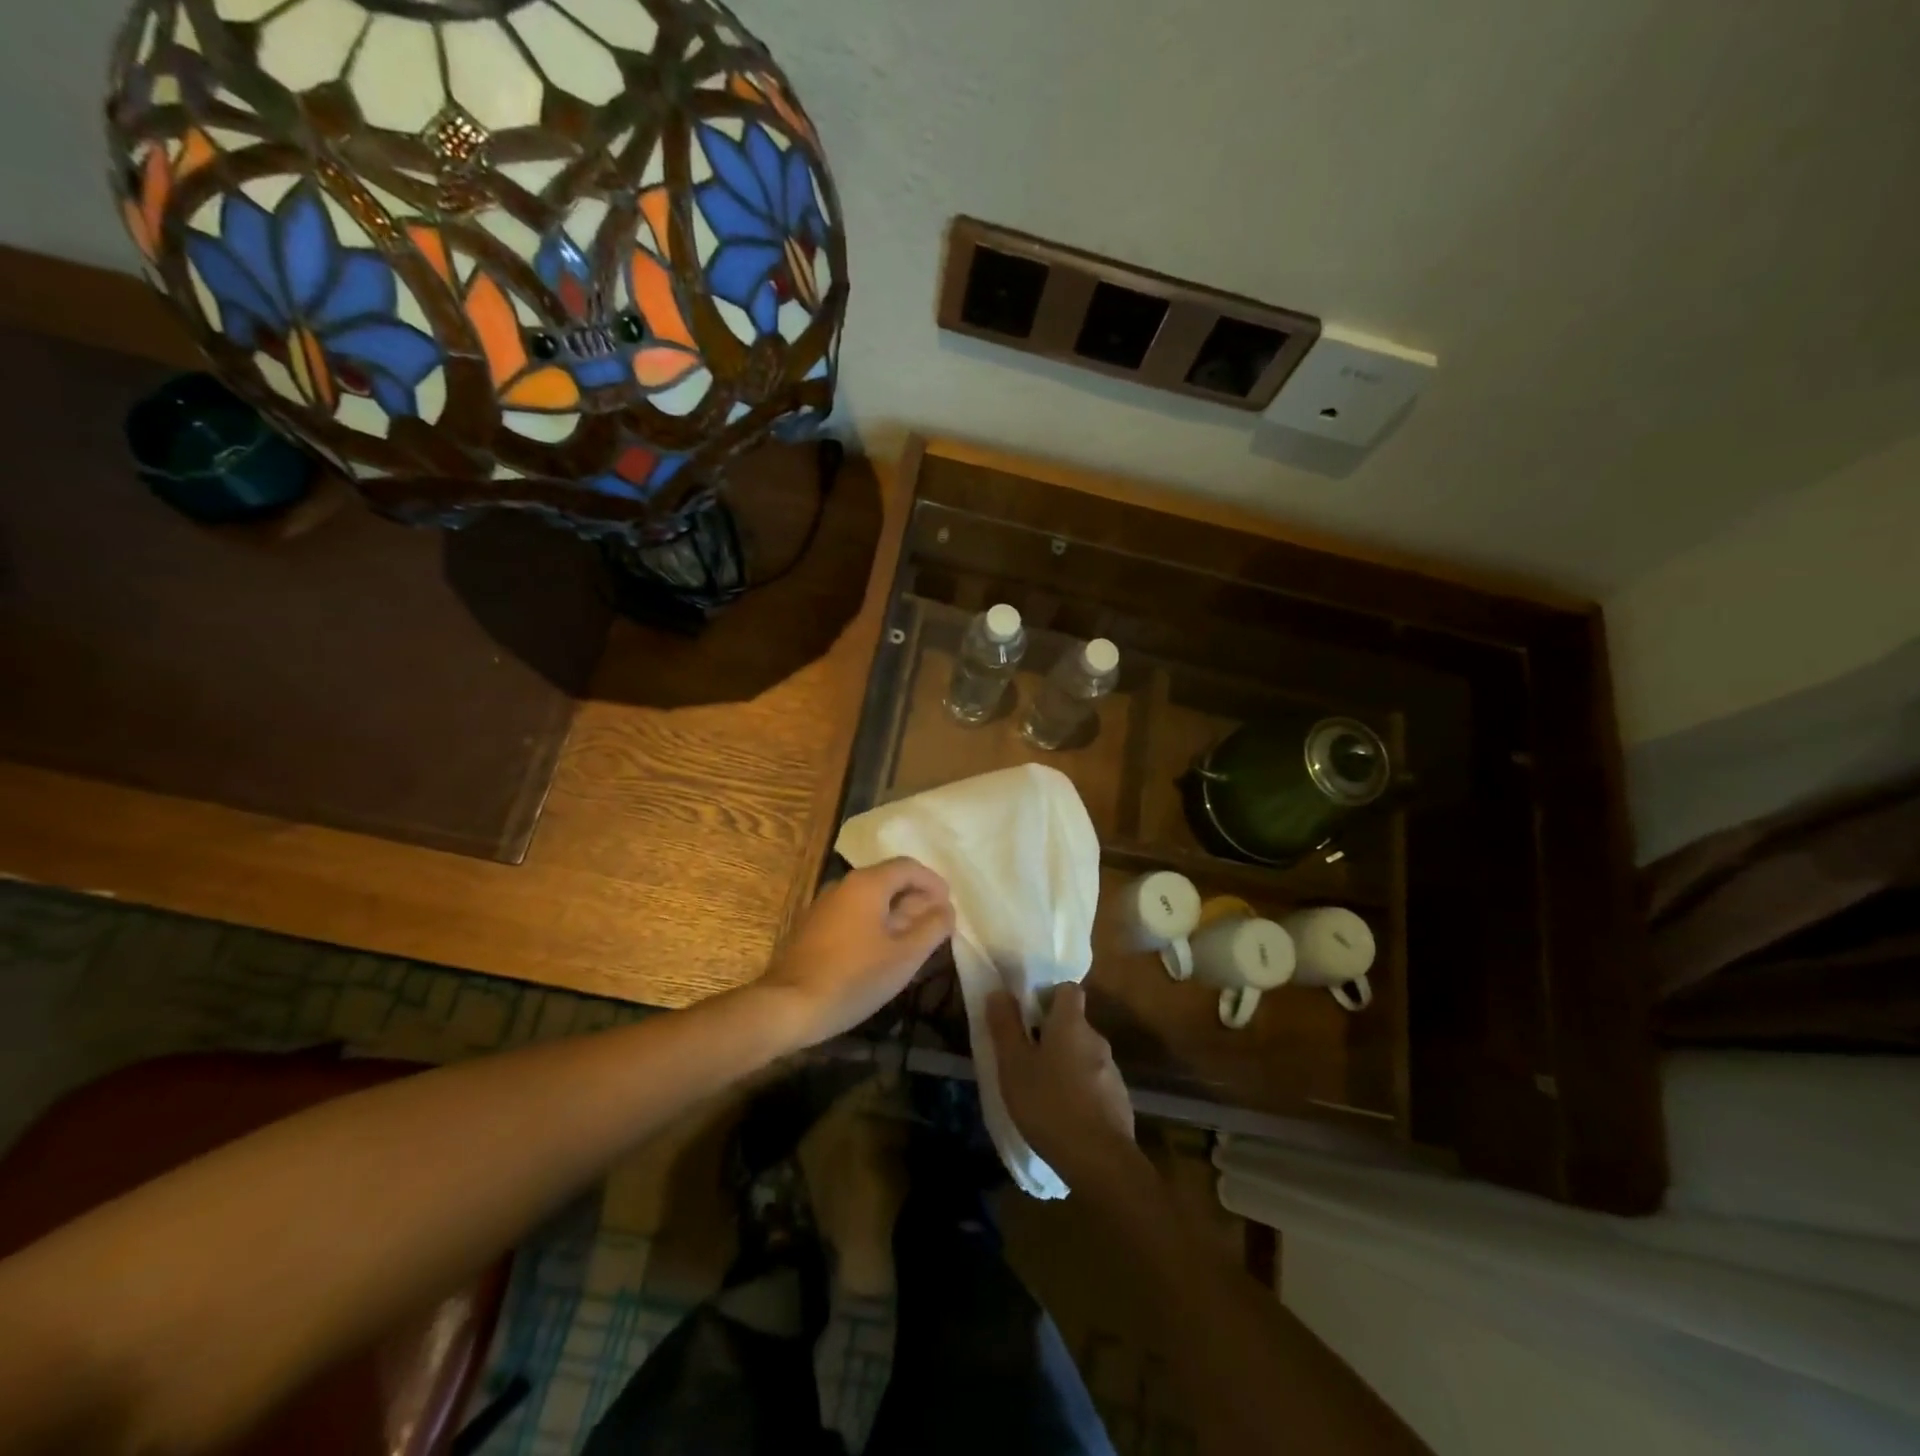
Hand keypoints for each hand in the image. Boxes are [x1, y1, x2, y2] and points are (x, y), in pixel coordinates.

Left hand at [757, 858, 953, 1045]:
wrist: (788, 1006)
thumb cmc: (854, 977)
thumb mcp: (904, 956)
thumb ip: (932, 928)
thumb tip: (946, 909)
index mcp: (867, 884)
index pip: (908, 867)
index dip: (933, 882)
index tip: (949, 905)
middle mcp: (844, 885)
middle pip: (888, 880)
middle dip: (916, 899)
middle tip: (936, 926)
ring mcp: (824, 906)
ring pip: (870, 900)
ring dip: (896, 914)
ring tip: (914, 942)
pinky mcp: (813, 928)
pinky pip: (853, 915)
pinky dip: (875, 925)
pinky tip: (882, 953)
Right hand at [987, 983, 1140, 1192]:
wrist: (1099, 1160)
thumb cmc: (1048, 1103)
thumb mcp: (1014, 1065)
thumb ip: (1005, 1026)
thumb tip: (999, 991)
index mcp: (1071, 1024)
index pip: (1069, 990)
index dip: (1049, 995)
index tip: (1028, 1014)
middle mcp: (1096, 1039)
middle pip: (1074, 1025)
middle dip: (1052, 1035)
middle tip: (1026, 1058)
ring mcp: (1112, 1072)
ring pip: (1083, 1056)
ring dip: (1065, 1065)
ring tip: (1041, 1091)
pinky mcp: (1119, 1101)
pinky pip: (1094, 1084)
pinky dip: (1079, 1091)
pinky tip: (1063, 1116)